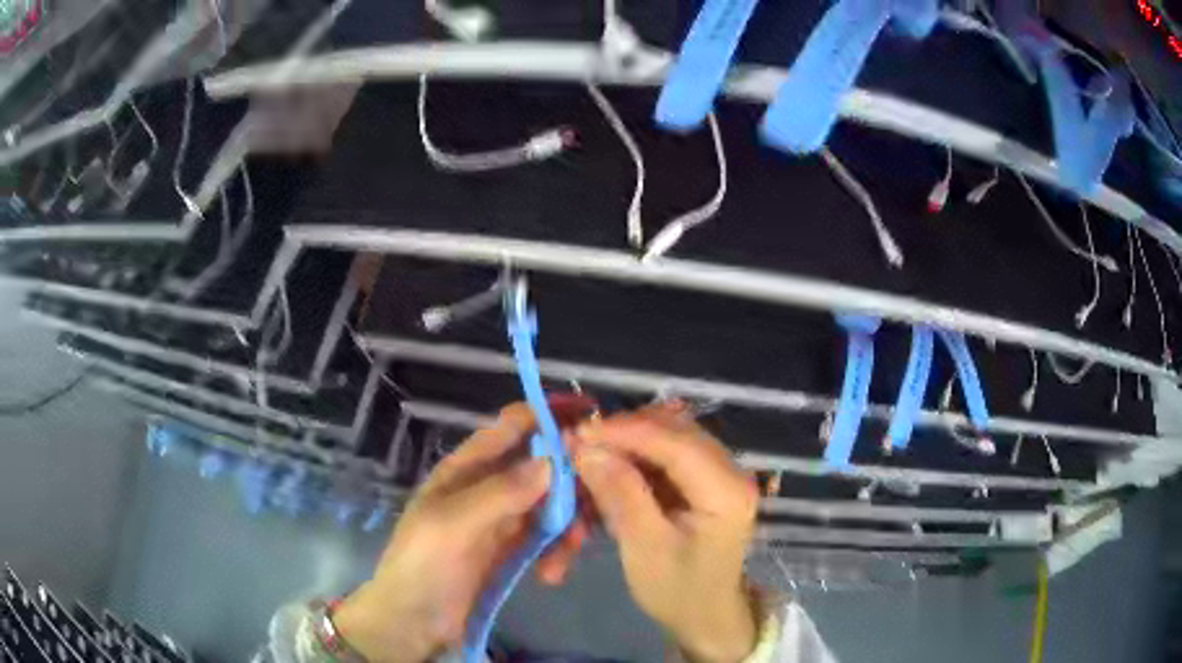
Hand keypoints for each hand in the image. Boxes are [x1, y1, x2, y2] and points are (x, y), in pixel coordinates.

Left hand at [333, 403, 589, 662]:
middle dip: (572, 480)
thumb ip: (502, 493)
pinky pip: (548, 537)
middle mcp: (489, 486)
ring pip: (552, 503)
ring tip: (570, 551)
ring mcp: (502, 520)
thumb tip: (553, 461)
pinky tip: (552, 574)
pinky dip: (557, 551)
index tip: (593, 417)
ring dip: (569, 523)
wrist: (413, 622)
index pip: (512, 426)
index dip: (549, 414)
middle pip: (542, 465)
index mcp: (467, 468)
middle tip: (598, 502)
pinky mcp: (513, 550)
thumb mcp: (454, 525)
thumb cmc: (424, 565)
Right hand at [572, 404, 759, 662]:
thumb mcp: (645, 547)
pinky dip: (634, 460)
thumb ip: (621, 493)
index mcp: (726, 489)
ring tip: (588, 459)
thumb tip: (586, 447)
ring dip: (626, 445)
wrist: (705, 615)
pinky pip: (664, 455)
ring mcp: (718, 472)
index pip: (674, 442)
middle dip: (623, 435)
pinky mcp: (702, 480)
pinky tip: (608, 472)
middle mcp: (729, 470)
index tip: (578, 432)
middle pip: (672, 431)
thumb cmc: (678, 590)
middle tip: (577, 446)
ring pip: (666, 438)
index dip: (625, 431)